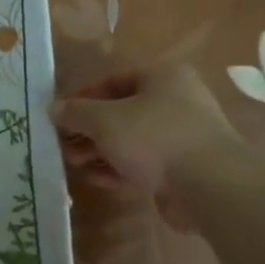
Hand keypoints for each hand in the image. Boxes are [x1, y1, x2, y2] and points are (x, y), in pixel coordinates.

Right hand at [53, 59, 239, 224]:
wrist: (210, 186)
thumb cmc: (154, 138)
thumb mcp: (105, 120)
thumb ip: (76, 113)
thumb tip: (54, 108)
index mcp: (163, 77)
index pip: (113, 80)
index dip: (82, 96)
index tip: (59, 115)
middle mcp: (176, 101)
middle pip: (121, 111)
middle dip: (89, 129)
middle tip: (63, 143)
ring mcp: (182, 137)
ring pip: (131, 140)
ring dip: (100, 150)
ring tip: (73, 162)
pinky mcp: (183, 168)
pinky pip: (144, 163)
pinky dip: (118, 168)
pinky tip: (94, 178)